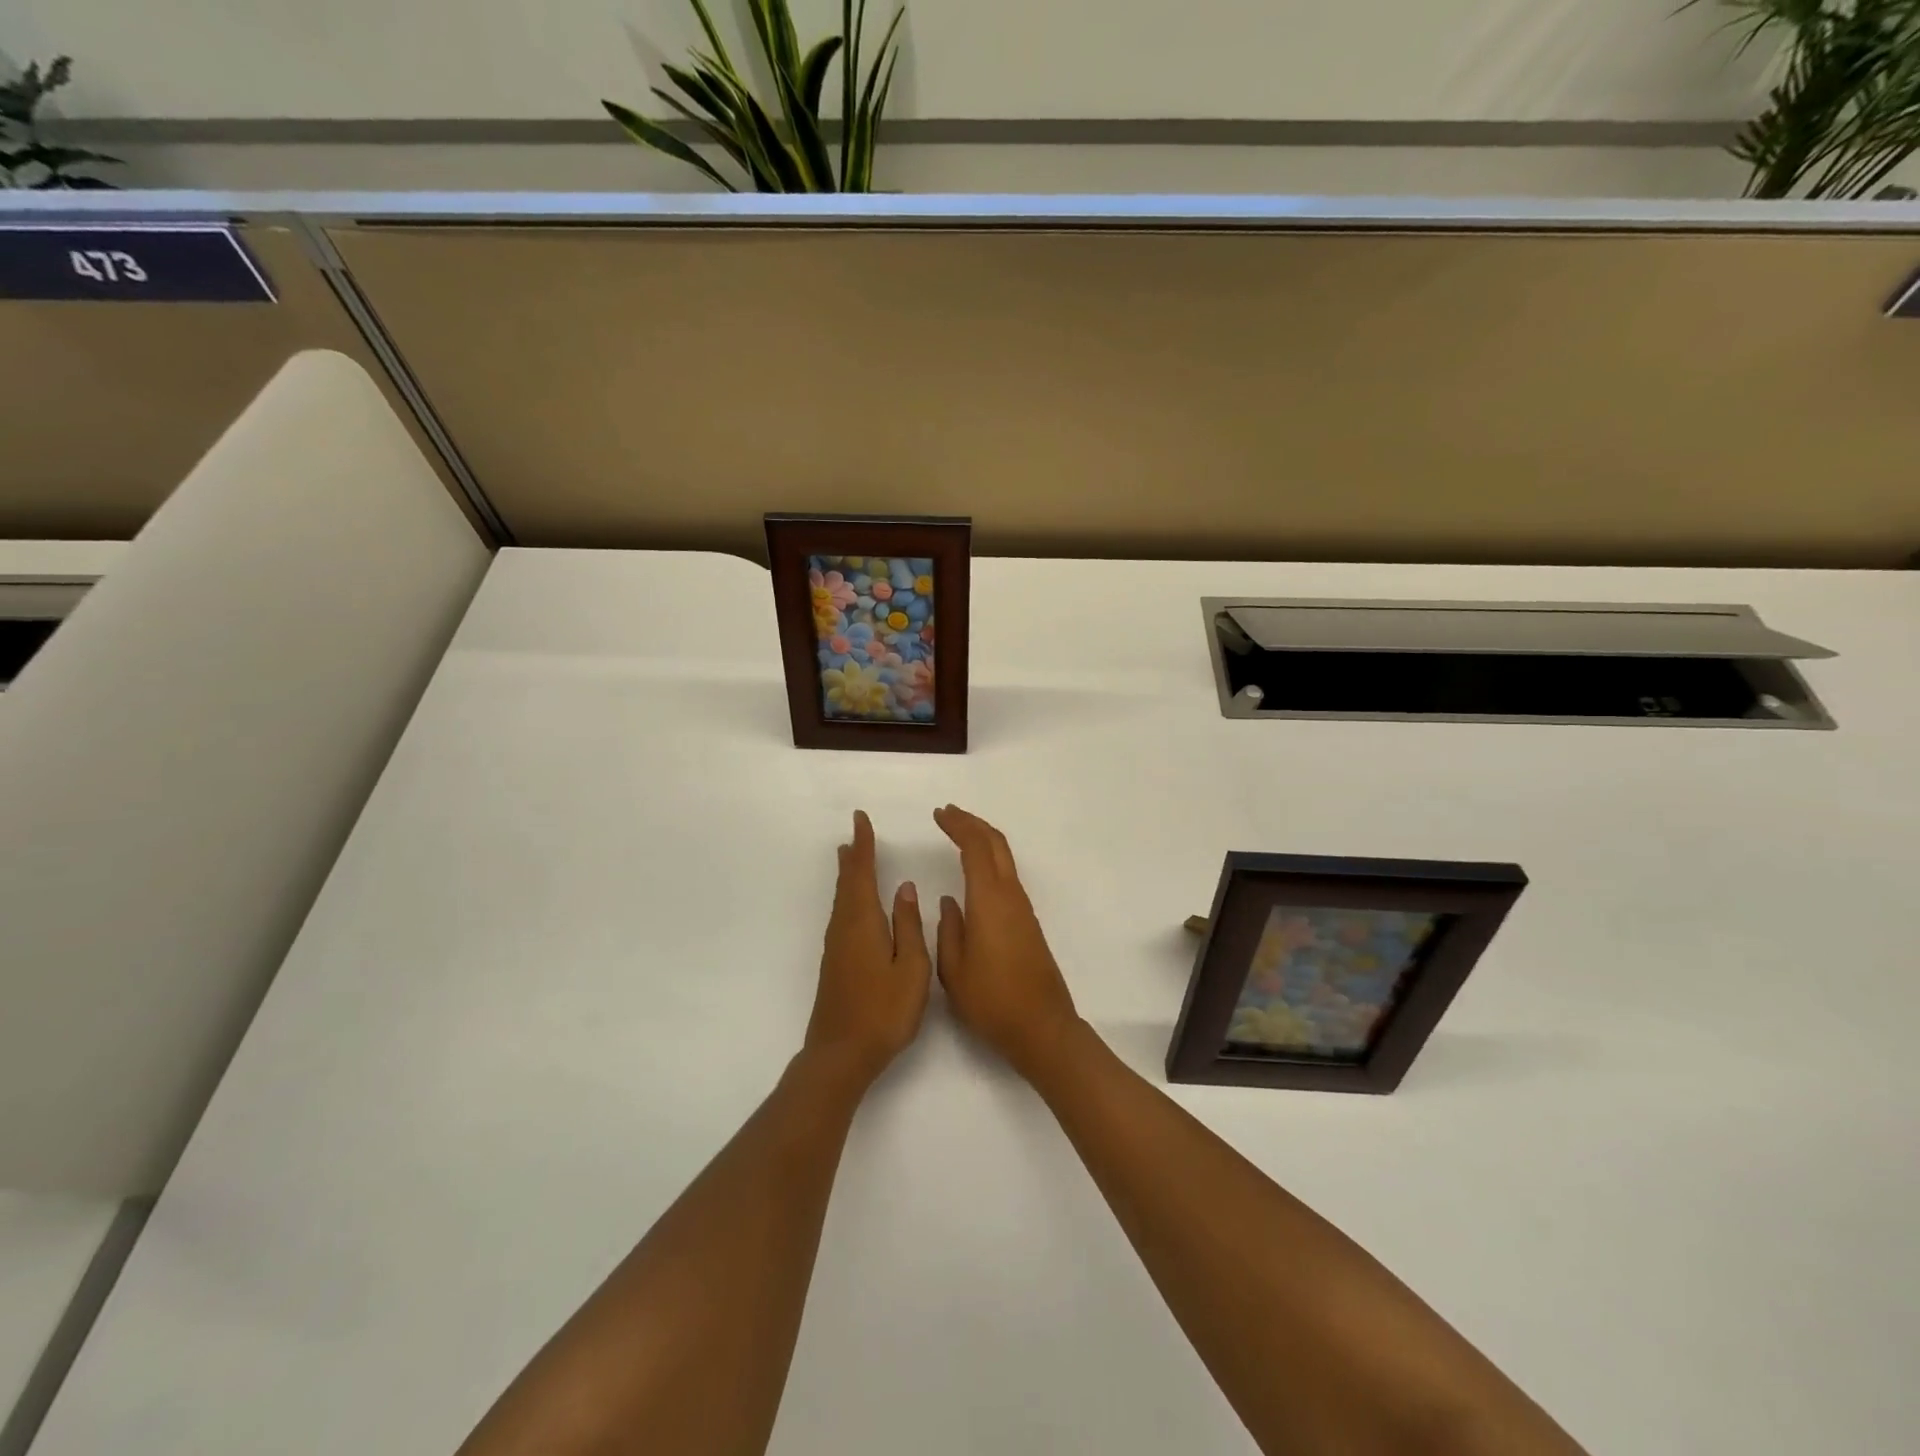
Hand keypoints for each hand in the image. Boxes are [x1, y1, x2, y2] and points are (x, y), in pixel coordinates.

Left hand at [803, 811, 932, 1089]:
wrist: (841, 1054)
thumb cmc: (883, 1011)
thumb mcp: (910, 967)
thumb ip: (908, 925)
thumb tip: (904, 888)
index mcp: (863, 922)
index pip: (862, 873)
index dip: (863, 845)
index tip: (861, 820)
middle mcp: (844, 928)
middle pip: (847, 883)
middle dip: (853, 857)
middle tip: (855, 834)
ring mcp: (836, 948)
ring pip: (842, 900)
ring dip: (848, 876)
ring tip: (851, 859)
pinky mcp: (835, 964)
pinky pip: (842, 916)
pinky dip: (848, 898)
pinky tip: (854, 906)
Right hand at [933, 805, 1080, 1078]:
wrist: (1041, 1027)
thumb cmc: (991, 1000)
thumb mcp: (953, 969)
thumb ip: (948, 930)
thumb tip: (950, 902)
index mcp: (989, 901)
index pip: (975, 848)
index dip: (958, 826)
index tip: (938, 815)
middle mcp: (1010, 896)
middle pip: (996, 844)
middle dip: (972, 823)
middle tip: (948, 814)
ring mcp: (1023, 909)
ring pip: (1005, 858)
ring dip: (983, 840)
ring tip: (959, 834)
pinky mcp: (1028, 922)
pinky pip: (1007, 876)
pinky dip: (990, 860)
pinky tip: (976, 871)